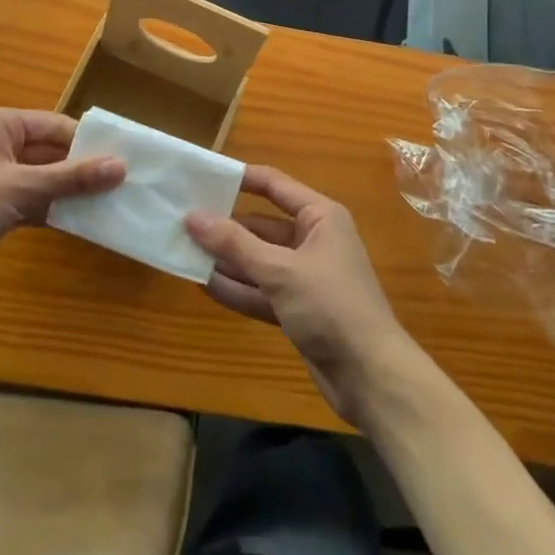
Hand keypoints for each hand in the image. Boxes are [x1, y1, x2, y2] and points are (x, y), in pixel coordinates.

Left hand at [0, 108, 122, 292]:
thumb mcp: (21, 189)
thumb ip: (71, 178)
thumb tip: (120, 166)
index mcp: (1, 123)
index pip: (56, 125)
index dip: (89, 143)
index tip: (123, 161)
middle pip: (49, 151)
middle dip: (80, 169)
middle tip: (120, 185)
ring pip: (40, 177)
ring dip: (66, 191)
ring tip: (105, 205)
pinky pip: (27, 198)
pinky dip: (47, 208)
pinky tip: (75, 223)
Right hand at [187, 166, 410, 426]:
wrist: (371, 377)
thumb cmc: (331, 306)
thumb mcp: (280, 271)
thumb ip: (235, 244)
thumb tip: (193, 216)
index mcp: (319, 217)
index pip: (274, 185)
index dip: (240, 179)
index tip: (203, 177)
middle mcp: (313, 240)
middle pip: (262, 226)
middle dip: (226, 227)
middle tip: (183, 222)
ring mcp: (305, 277)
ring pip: (258, 260)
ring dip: (226, 260)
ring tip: (184, 252)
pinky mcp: (298, 309)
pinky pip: (261, 290)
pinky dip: (237, 288)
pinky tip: (203, 284)